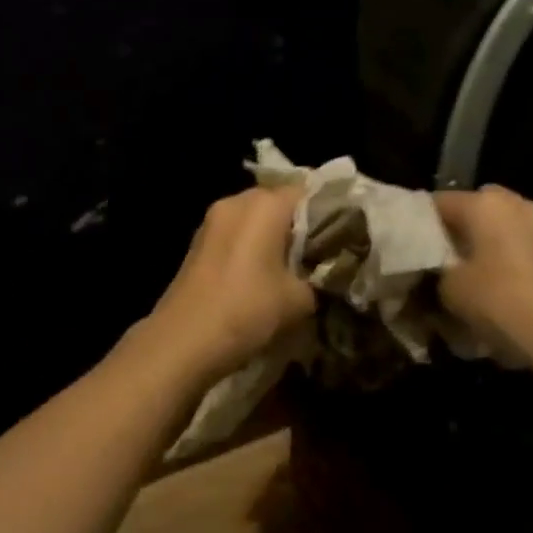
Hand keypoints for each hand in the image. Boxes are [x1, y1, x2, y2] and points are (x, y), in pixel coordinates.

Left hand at [144, 185, 315, 384]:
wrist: (184, 341)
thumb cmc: (247, 310)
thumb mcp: (300, 299)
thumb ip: (320, 276)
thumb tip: (324, 273)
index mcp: (264, 204)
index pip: (309, 191)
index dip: (332, 211)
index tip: (348, 234)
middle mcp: (236, 201)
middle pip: (280, 202)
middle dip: (302, 225)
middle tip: (325, 253)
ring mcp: (212, 221)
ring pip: (256, 219)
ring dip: (276, 237)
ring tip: (297, 266)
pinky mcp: (199, 243)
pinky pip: (237, 234)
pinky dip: (254, 247)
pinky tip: (266, 275)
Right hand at [433, 185, 532, 377]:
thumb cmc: (502, 303)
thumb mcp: (449, 290)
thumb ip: (431, 271)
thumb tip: (429, 270)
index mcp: (483, 203)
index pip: (434, 203)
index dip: (414, 226)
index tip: (401, 250)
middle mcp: (514, 203)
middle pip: (468, 213)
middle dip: (449, 235)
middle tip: (431, 264)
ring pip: (495, 230)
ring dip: (477, 249)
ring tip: (459, 280)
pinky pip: (516, 248)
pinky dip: (500, 262)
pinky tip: (490, 290)